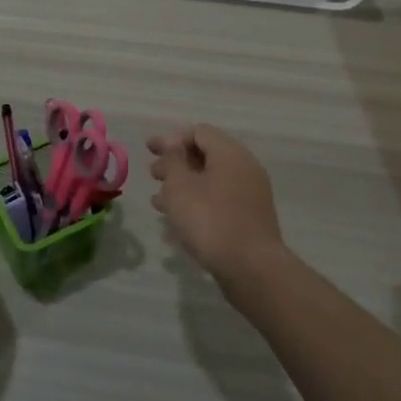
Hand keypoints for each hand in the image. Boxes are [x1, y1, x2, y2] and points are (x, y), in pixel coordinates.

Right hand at [148, 124, 288, 290]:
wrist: (251, 268)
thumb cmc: (209, 220)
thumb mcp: (180, 186)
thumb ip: (173, 159)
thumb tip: (173, 141)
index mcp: (230, 154)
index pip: (199, 132)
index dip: (171, 138)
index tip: (150, 150)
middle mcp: (244, 168)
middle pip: (205, 155)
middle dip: (175, 163)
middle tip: (152, 174)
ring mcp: (250, 194)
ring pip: (210, 180)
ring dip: (182, 185)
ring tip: (158, 201)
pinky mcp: (249, 217)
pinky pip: (218, 199)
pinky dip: (197, 201)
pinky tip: (177, 219)